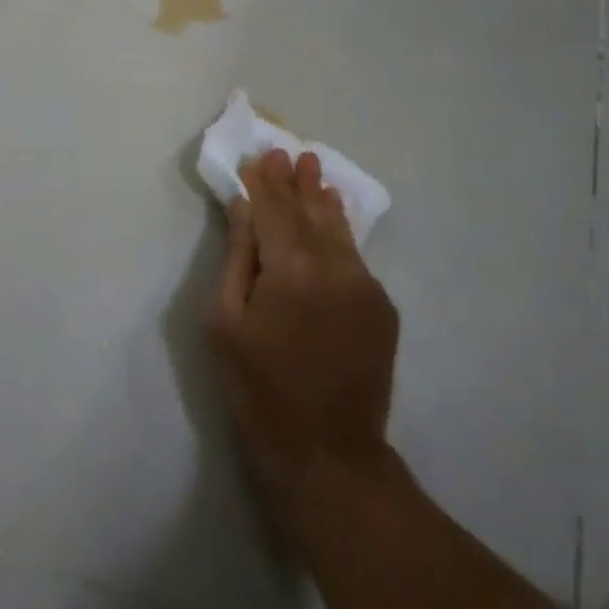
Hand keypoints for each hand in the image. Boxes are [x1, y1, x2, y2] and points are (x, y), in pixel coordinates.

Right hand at [208, 149, 399, 543]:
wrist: (327, 455)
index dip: (264, 183)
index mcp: (291, 271)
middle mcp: (335, 268)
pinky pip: (354, 258)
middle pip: (309, 213)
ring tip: (315, 172)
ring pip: (338, 230)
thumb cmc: (258, 391)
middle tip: (290, 153)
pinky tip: (333, 219)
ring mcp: (365, 287)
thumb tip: (242, 207)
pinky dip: (340, 233)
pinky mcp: (382, 308)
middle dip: (296, 183)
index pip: (274, 211)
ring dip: (322, 200)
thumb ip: (238, 258)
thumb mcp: (226, 324)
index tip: (259, 155)